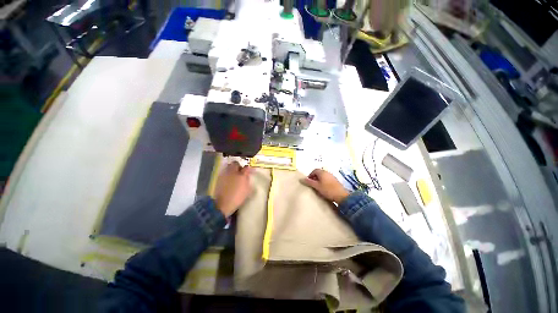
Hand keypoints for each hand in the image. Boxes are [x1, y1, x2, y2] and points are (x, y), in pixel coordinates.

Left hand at [214, 162, 251, 216]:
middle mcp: (233, 172)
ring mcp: (225, 174)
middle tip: (241, 170)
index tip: (250, 171)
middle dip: (239, 166)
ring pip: (229, 167)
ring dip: (232, 168)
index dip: (249, 169)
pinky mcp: (219, 178)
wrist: (223, 204)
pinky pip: (225, 172)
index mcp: (241, 175)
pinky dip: (228, 173)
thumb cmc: (237, 197)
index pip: (246, 168)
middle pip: (236, 164)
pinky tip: (229, 178)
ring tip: (235, 174)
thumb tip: (247, 175)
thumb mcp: (247, 190)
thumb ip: (247, 180)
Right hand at [300, 169, 349, 203]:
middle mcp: (327, 172)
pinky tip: (323, 188)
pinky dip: (323, 181)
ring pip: (323, 176)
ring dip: (319, 180)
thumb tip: (301, 179)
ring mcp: (332, 176)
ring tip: (317, 186)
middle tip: (312, 184)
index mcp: (322, 172)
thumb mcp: (316, 186)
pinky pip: (327, 179)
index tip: (308, 181)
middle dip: (314, 177)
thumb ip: (309, 182)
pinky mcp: (335, 180)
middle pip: (319, 173)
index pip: (314, 170)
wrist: (341, 195)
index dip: (310, 175)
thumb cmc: (327, 190)